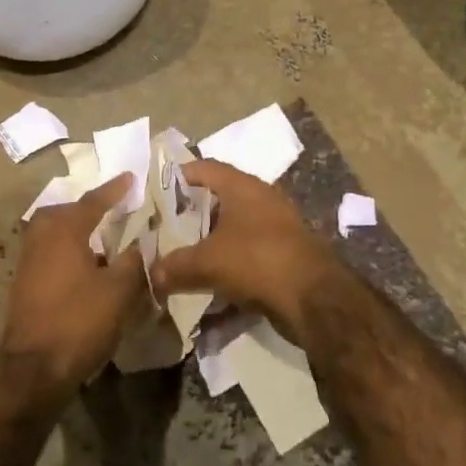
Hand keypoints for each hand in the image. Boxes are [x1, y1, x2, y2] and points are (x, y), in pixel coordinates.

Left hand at [0, 174, 150, 391]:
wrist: (33, 368)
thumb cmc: (79, 321)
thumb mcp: (119, 291)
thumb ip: (133, 262)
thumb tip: (140, 245)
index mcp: (64, 230)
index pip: (93, 201)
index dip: (114, 190)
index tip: (130, 178)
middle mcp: (41, 237)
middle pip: (65, 213)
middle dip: (88, 209)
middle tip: (111, 209)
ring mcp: (28, 261)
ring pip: (55, 233)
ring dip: (78, 232)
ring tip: (103, 240)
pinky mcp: (25, 283)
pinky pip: (51, 253)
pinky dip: (70, 252)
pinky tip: (88, 268)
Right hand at [149, 161, 347, 345]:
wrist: (313, 297)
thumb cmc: (256, 260)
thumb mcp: (207, 262)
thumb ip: (175, 266)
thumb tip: (152, 275)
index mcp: (242, 186)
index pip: (205, 168)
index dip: (180, 175)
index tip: (158, 189)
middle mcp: (261, 199)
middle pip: (220, 199)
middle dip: (193, 214)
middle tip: (166, 228)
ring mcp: (277, 226)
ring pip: (234, 228)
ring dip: (212, 241)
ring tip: (185, 255)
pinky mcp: (285, 253)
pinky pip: (248, 252)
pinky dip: (230, 262)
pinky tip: (212, 280)